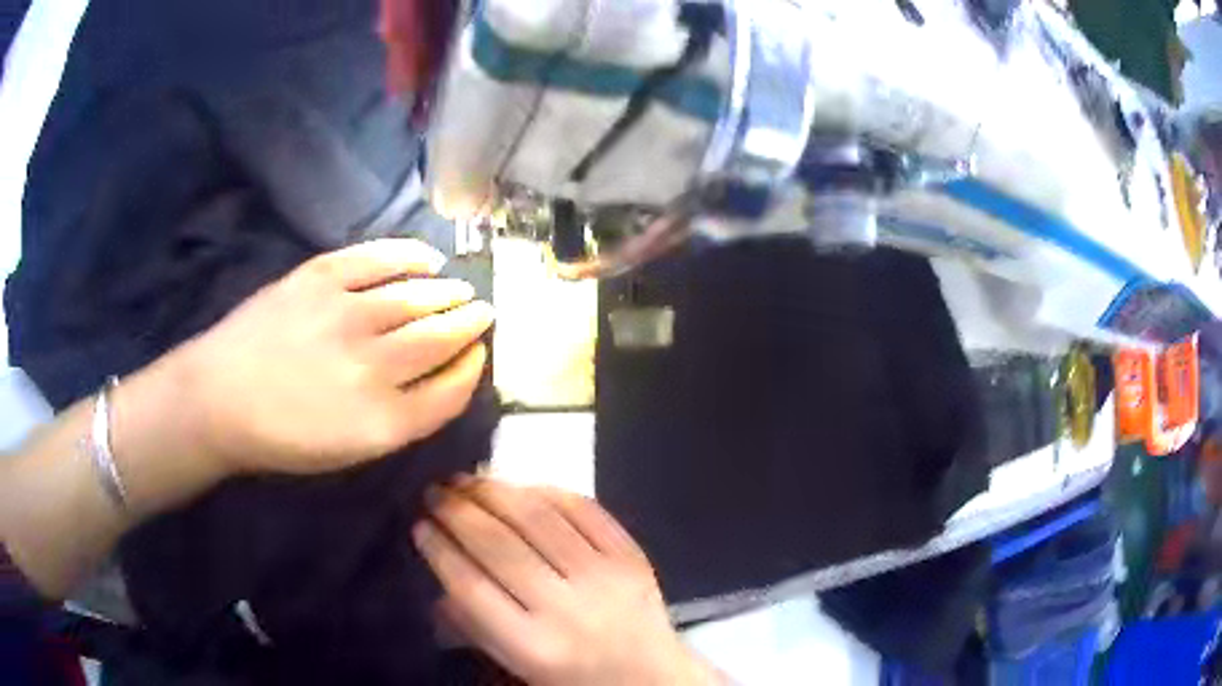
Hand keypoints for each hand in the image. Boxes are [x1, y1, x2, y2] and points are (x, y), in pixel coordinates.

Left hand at [174, 239, 492, 476]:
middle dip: (470, 324)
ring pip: (419, 297)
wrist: (219, 399)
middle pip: (442, 338)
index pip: (450, 391)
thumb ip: (400, 418)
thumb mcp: (349, 451)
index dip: (471, 371)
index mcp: (382, 421)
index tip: (478, 355)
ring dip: (448, 293)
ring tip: (460, 290)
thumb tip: (437, 376)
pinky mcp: (322, 278)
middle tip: (483, 312)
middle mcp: (374, 366)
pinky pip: (380, 259)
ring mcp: (348, 314)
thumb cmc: (282, 437)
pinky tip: (429, 259)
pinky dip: (411, 257)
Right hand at [415, 478, 722, 685]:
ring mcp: (604, 577)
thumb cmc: (572, 677)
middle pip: (500, 546)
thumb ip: (475, 624)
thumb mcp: (516, 665)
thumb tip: (440, 566)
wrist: (649, 677)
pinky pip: (586, 510)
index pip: (472, 587)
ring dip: (496, 492)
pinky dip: (549, 492)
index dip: (440, 550)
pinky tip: (522, 486)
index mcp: (533, 646)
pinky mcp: (632, 556)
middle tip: (436, 491)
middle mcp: (567, 609)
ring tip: (469, 479)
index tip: (420, 525)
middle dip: (459, 512)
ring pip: (540, 519)